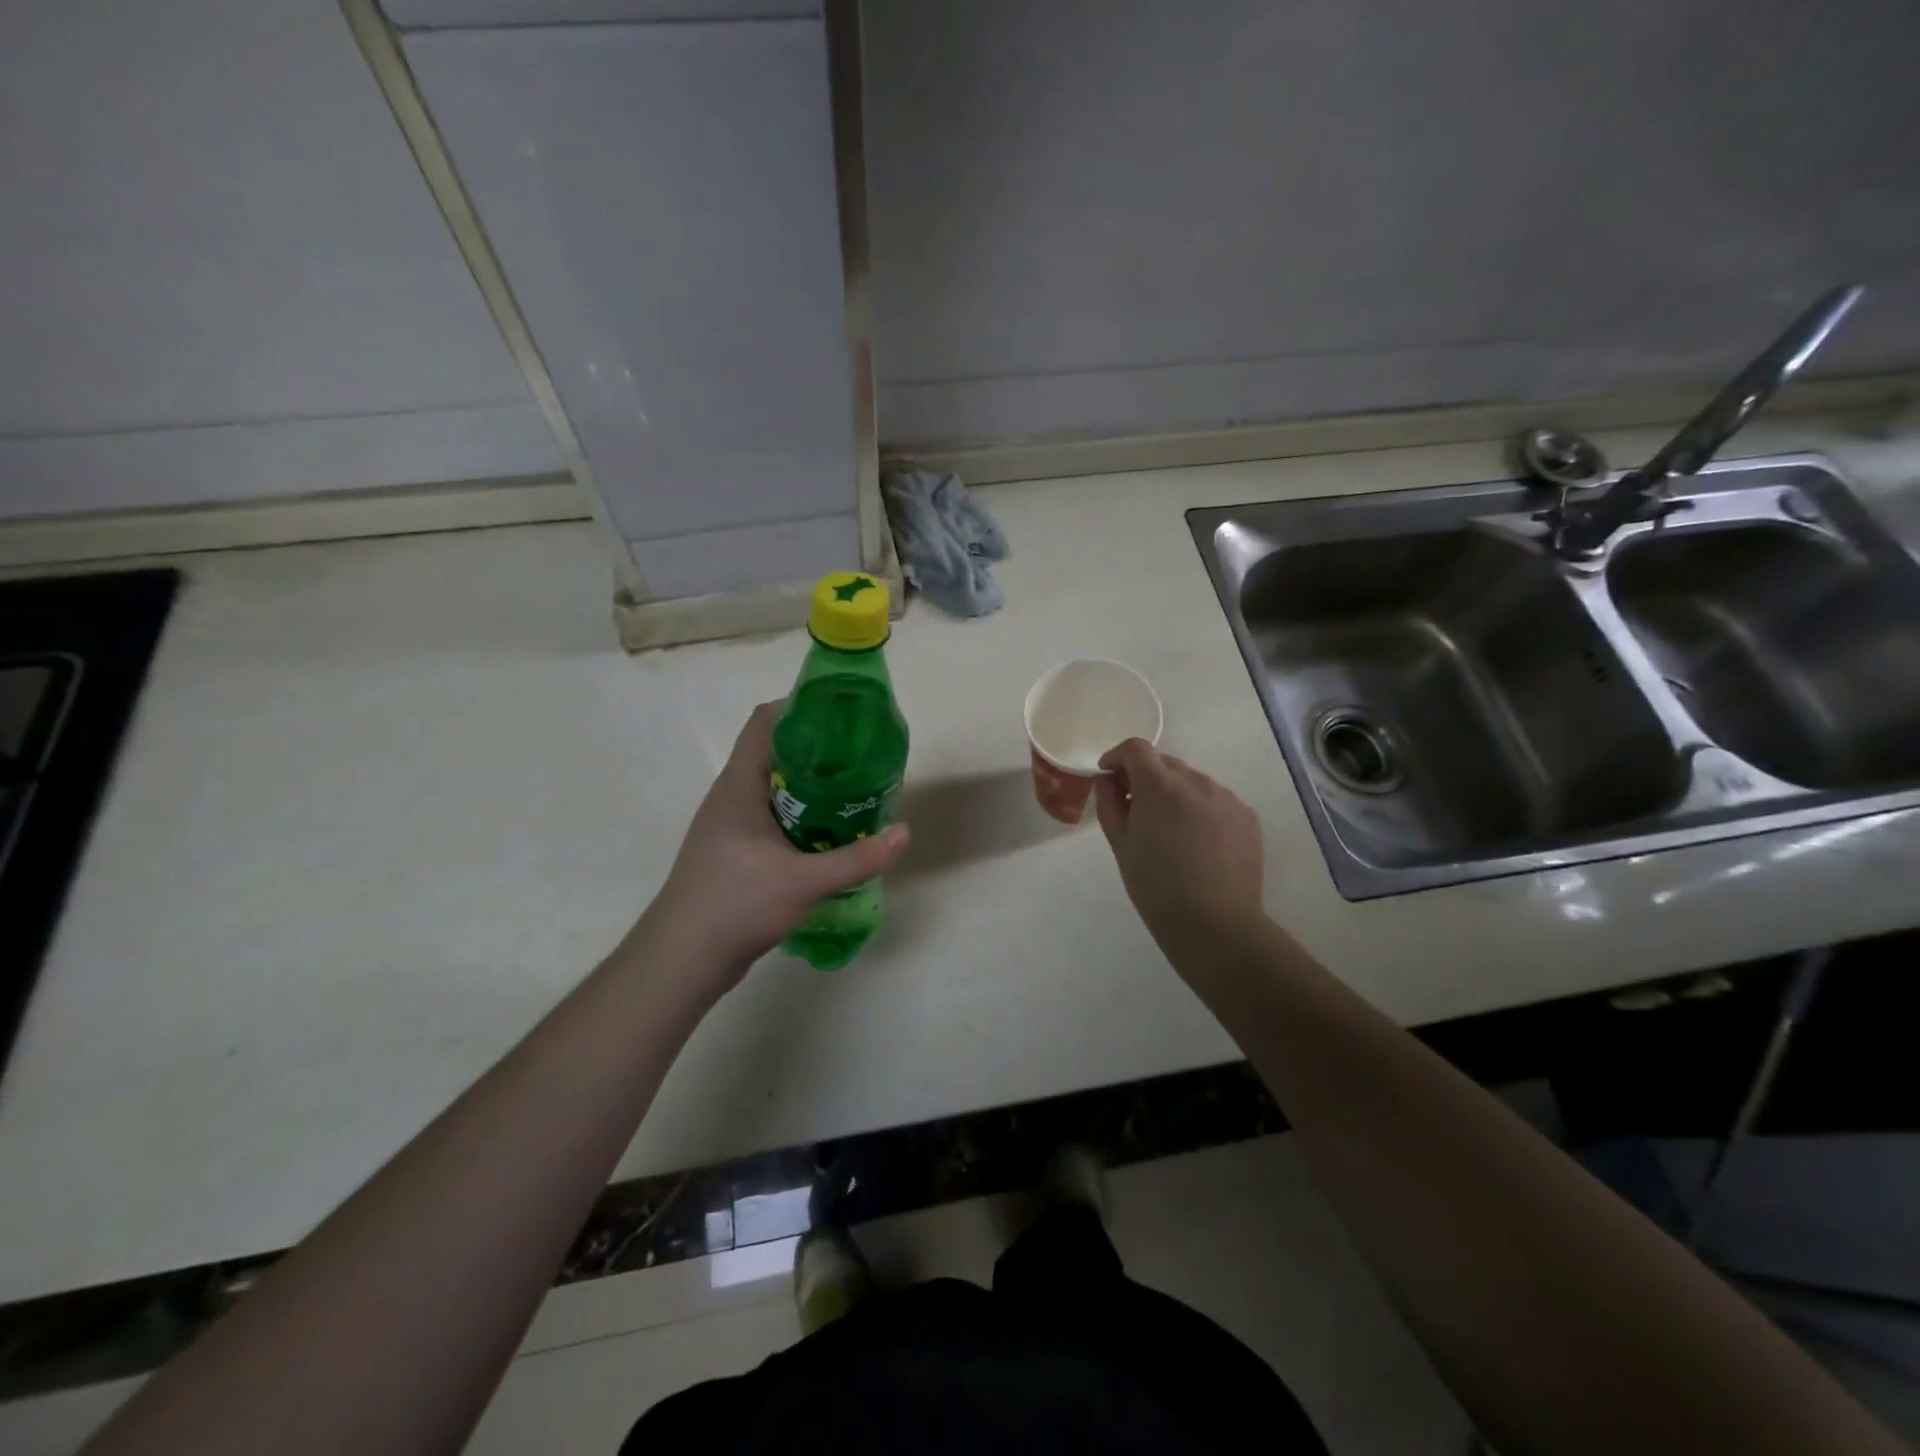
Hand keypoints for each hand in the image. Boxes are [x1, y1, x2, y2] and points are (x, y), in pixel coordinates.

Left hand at [638, 703, 909, 993]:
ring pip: (776, 788)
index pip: (764, 722)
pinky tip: (830, 833)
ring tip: (854, 792)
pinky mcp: (736, 851)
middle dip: (818, 750)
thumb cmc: (735, 904)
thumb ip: (856, 858)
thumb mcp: (803, 881)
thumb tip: (904, 833)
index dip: (801, 707)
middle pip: (775, 752)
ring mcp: (731, 825)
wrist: (682, 960)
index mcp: (739, 785)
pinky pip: (774, 817)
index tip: (843, 715)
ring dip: (812, 786)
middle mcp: (732, 796)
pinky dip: (802, 816)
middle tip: (861, 757)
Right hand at [1094, 739, 1265, 952]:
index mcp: (1159, 786)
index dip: (1118, 756)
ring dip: (1176, 794)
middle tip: (1136, 810)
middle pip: (1165, 764)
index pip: (1136, 748)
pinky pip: (1215, 801)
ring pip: (1192, 783)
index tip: (1109, 776)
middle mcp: (1196, 781)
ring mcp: (1226, 797)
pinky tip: (1198, 844)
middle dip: (1146, 777)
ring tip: (1171, 832)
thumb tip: (1107, 779)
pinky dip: (1201, 810)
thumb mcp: (1120, 845)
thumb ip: (1109, 803)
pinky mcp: (1247, 816)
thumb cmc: (1155, 886)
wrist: (1214, 923)